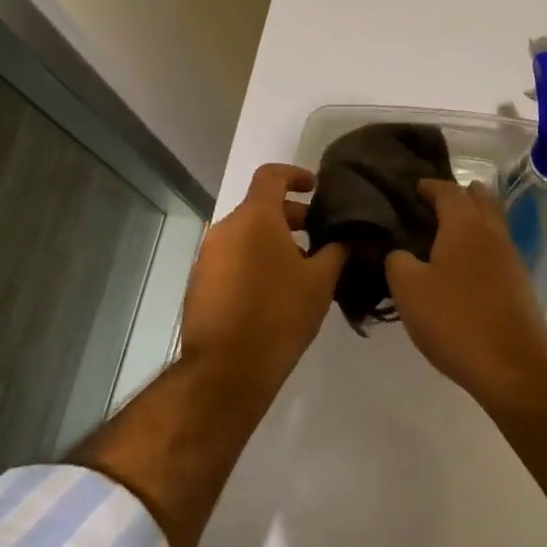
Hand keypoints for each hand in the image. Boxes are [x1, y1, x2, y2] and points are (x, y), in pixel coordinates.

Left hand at [178, 163, 346, 391]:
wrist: (225, 371)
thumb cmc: (278, 316)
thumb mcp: (320, 282)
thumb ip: (336, 250)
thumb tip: (346, 236)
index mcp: (255, 218)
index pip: (271, 175)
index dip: (295, 174)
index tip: (315, 188)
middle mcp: (226, 228)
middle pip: (260, 206)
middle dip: (291, 216)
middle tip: (318, 236)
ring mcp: (209, 256)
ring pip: (246, 234)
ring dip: (273, 240)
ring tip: (301, 268)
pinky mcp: (200, 283)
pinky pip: (232, 257)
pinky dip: (254, 260)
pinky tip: (275, 291)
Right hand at [384, 180, 546, 407]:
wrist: (513, 366)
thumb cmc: (455, 319)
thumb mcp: (408, 289)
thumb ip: (397, 261)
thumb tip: (399, 251)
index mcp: (465, 225)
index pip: (448, 191)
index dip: (430, 186)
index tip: (414, 188)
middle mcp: (492, 233)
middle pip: (480, 200)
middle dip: (459, 195)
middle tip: (433, 205)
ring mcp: (510, 258)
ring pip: (491, 225)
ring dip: (471, 221)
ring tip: (444, 235)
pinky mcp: (519, 284)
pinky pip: (496, 250)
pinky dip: (479, 247)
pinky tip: (462, 268)